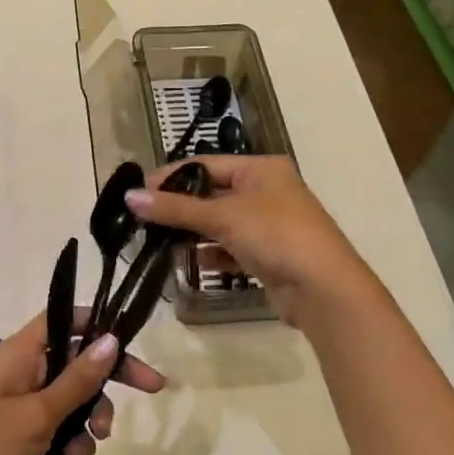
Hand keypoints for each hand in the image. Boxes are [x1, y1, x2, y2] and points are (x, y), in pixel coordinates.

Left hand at [0, 310, 166, 454]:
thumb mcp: (37, 414)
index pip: (64, 319)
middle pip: (77, 360)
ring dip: (92, 416)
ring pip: (74, 399)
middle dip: (108, 377)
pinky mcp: (25, 442)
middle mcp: (23, 374)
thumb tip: (112, 339)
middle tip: (151, 388)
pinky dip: (74, 442)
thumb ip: (77, 379)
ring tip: (93, 441)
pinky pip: (62, 430)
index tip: (132, 339)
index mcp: (19, 354)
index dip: (97, 323)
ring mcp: (23, 409)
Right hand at [126, 155, 375, 324]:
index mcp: (261, 169)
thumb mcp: (222, 217)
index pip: (205, 164)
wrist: (324, 289)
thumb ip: (175, 209)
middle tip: (144, 221)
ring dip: (193, 233)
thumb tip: (129, 197)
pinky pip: (231, 249)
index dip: (171, 177)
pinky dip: (212, 254)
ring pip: (220, 223)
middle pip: (212, 194)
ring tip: (161, 243)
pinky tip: (192, 264)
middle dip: (180, 208)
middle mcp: (267, 191)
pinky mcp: (269, 255)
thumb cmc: (275, 236)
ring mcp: (270, 225)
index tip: (139, 193)